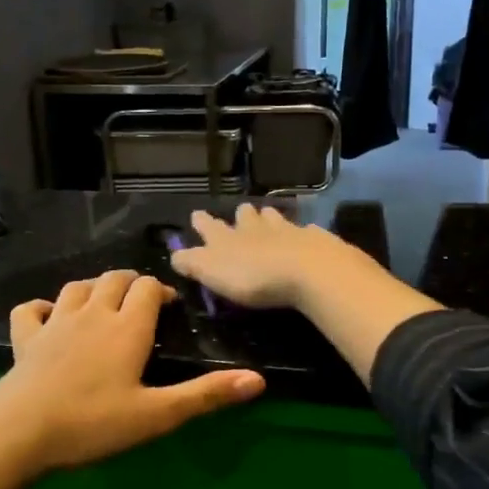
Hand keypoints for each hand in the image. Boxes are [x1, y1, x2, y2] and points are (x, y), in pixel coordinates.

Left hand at [0, 269, 265, 471]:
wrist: (19, 431)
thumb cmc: (93, 423)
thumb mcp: (157, 415)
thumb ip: (206, 395)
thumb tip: (259, 380)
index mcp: (127, 328)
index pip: (147, 288)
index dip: (161, 290)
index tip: (168, 307)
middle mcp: (92, 314)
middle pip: (114, 279)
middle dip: (131, 283)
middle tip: (142, 303)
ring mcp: (55, 323)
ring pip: (77, 287)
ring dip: (94, 288)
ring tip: (104, 303)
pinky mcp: (24, 339)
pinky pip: (31, 309)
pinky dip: (42, 306)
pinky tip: (49, 316)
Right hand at [168, 205, 368, 308]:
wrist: (307, 270)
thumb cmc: (252, 276)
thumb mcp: (212, 272)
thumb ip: (192, 263)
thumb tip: (174, 255)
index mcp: (227, 238)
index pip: (209, 227)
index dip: (202, 222)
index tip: (196, 214)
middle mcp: (255, 228)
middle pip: (245, 216)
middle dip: (240, 215)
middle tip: (241, 213)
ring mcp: (287, 230)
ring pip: (274, 217)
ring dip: (269, 217)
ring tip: (268, 216)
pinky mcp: (314, 240)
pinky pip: (305, 232)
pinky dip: (301, 233)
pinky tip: (305, 235)